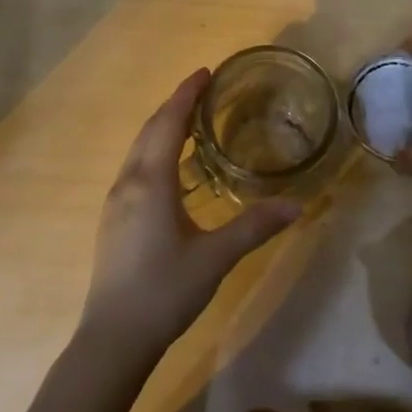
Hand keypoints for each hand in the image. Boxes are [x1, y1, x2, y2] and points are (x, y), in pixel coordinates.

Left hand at [81, 69, 300, 355]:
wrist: (113, 339)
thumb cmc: (164, 290)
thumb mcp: (215, 257)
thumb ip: (255, 226)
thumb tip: (298, 205)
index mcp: (150, 182)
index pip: (168, 123)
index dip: (186, 94)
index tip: (205, 72)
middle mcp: (128, 183)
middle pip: (149, 131)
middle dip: (174, 106)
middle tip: (203, 90)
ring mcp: (116, 203)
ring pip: (139, 150)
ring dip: (162, 129)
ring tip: (191, 122)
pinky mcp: (114, 221)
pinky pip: (136, 169)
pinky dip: (155, 152)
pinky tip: (172, 169)